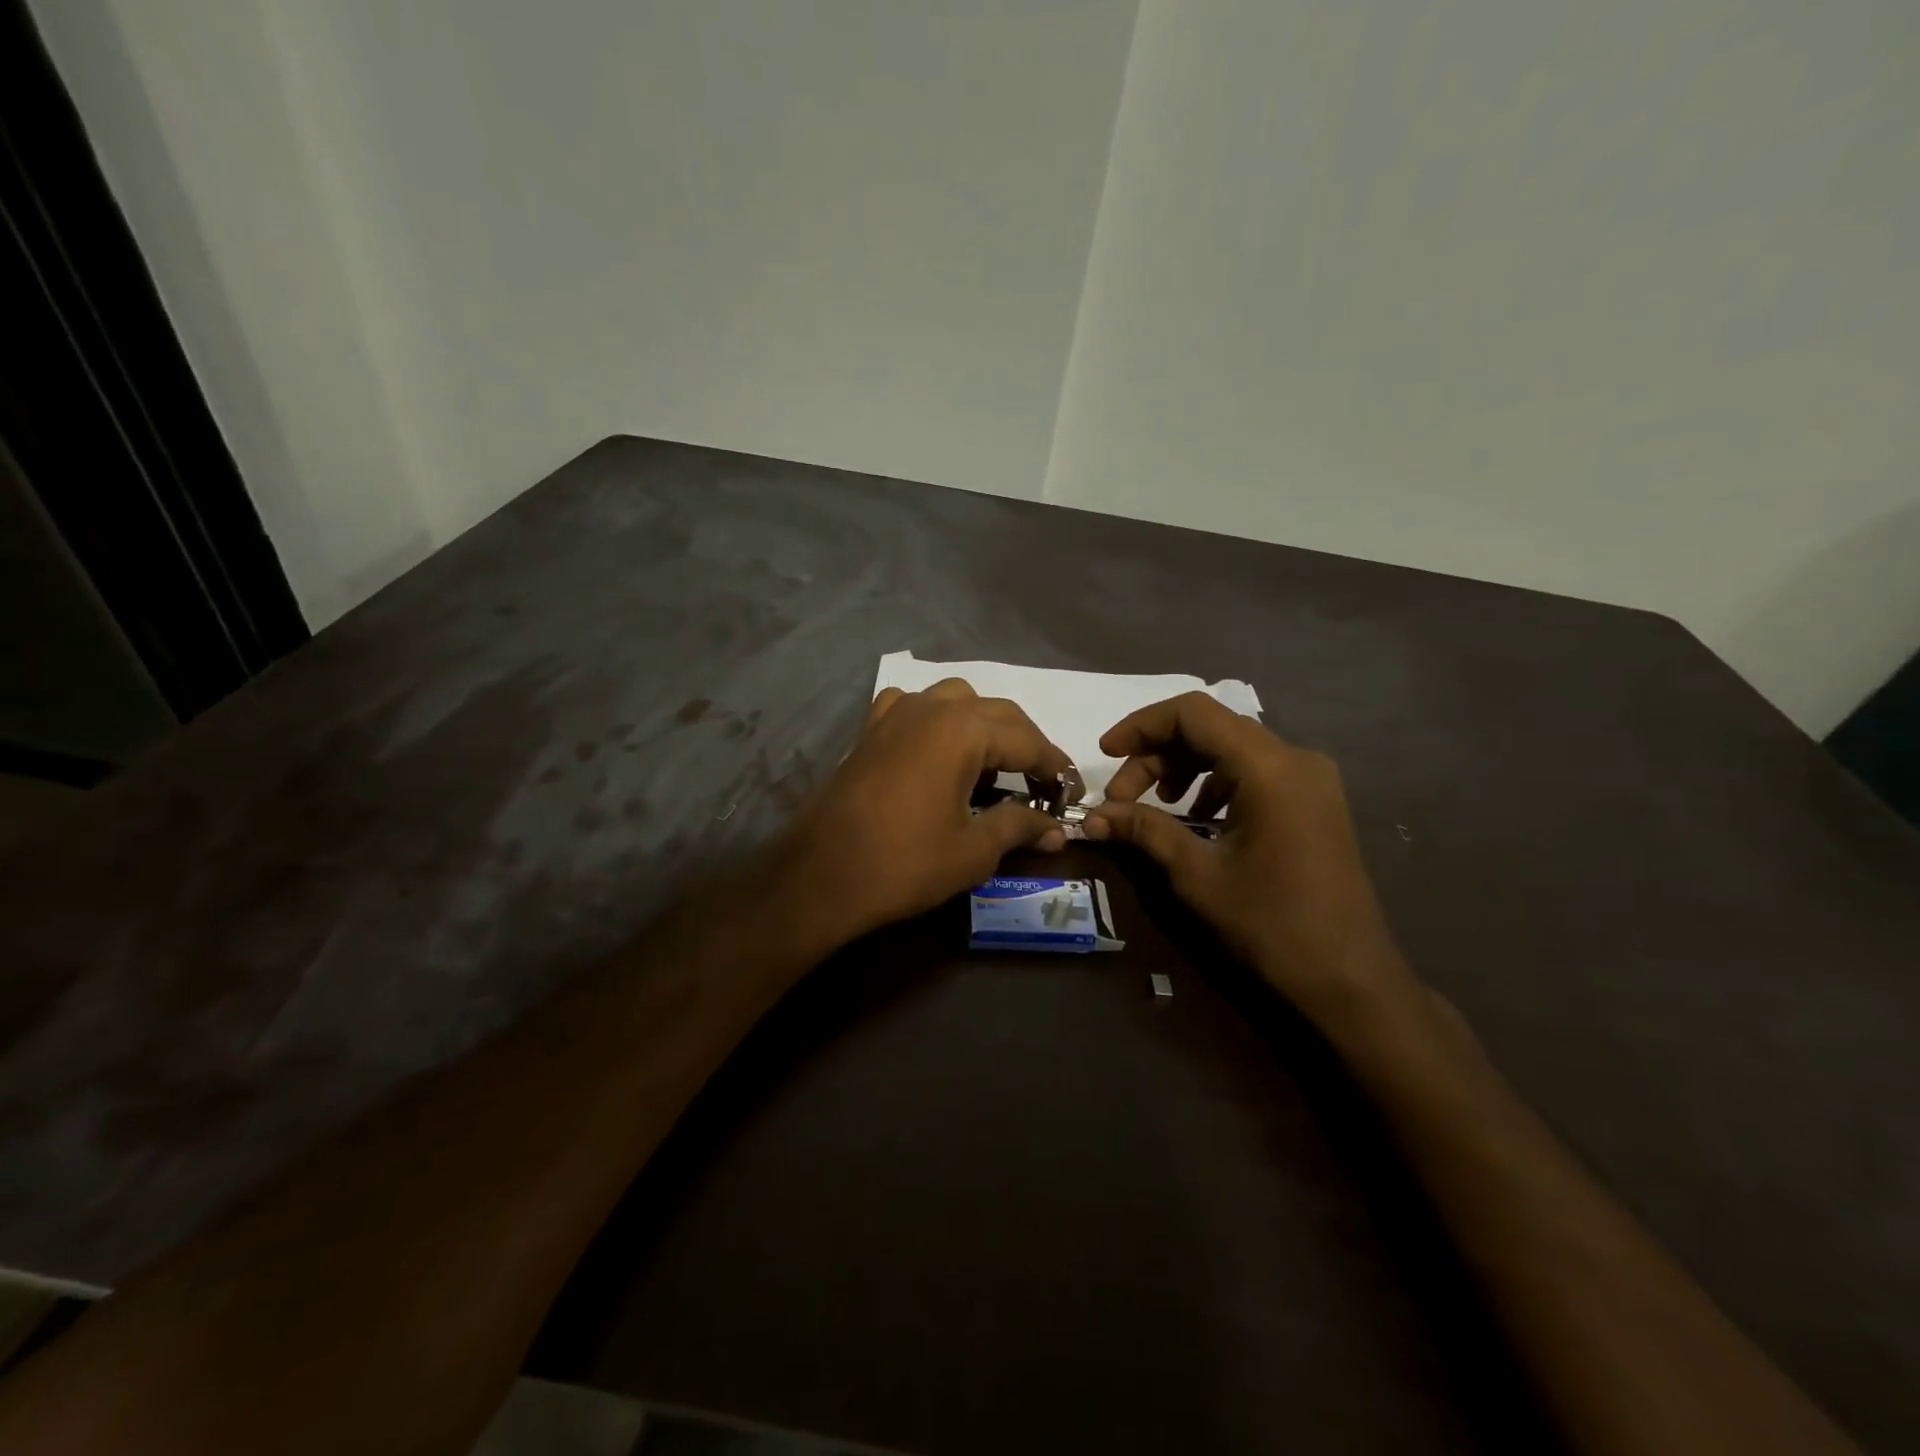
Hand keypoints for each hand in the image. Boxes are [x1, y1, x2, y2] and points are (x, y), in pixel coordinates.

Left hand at [781, 680, 1072, 943]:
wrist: (822, 875)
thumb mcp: (974, 849)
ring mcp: (895, 713)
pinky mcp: (869, 730)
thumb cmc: (905, 862)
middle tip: (1042, 782)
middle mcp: (932, 707)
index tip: (1072, 791)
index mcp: (964, 729)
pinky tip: (934, 748)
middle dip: (1026, 744)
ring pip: (955, 700)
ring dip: (983, 726)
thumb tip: (1058, 831)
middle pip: (997, 714)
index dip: (1055, 767)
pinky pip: (912, 707)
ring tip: (991, 766)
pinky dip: (935, 721)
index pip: (1028, 741)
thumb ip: (1020, 826)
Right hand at [1084, 693, 1412, 1023]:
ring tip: (1155, 807)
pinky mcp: (1315, 801)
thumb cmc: (1271, 926)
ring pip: (1231, 748)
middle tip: (1121, 799)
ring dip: (1183, 768)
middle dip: (1156, 754)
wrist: (1350, 981)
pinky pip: (1254, 771)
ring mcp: (1311, 779)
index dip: (1140, 726)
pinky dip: (1215, 783)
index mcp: (1269, 767)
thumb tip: (1092, 816)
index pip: (1192, 713)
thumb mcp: (1197, 875)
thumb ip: (1144, 830)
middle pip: (1210, 728)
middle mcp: (1295, 758)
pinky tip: (1198, 819)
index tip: (1104, 754)